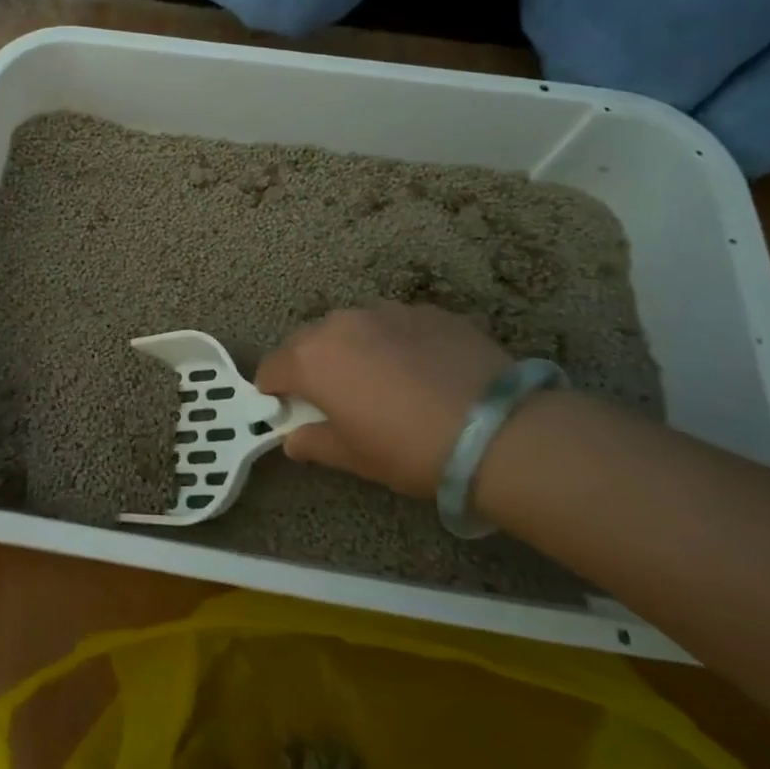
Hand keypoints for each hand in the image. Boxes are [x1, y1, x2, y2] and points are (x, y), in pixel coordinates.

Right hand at [255, 302, 512, 497]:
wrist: (497, 431)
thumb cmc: (410, 450)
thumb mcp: (356, 458)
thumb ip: (314, 443)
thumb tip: (293, 440)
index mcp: (312, 360)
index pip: (271, 368)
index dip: (274, 390)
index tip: (287, 409)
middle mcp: (340, 324)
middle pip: (308, 341)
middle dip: (311, 365)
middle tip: (334, 397)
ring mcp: (386, 311)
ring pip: (352, 327)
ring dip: (353, 348)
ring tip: (382, 380)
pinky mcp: (427, 310)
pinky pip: (395, 324)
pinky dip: (394, 342)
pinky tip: (422, 371)